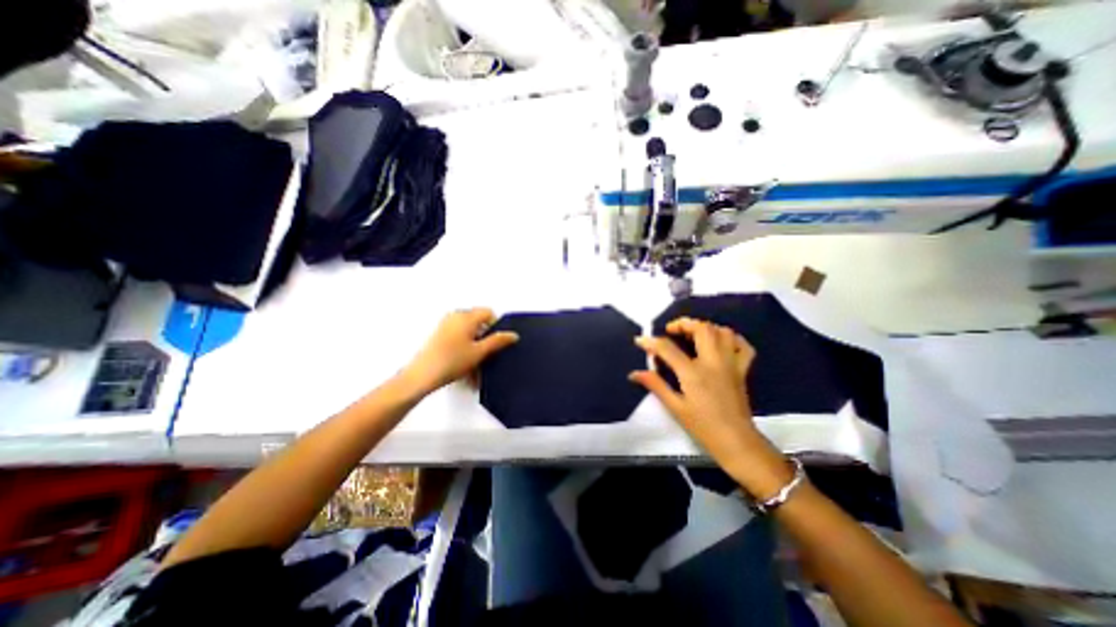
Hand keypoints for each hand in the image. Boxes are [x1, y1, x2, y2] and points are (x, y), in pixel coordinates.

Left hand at [401, 306, 518, 392]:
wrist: (422, 376)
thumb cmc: (451, 361)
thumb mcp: (480, 352)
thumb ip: (498, 341)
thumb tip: (513, 335)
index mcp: (466, 316)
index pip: (488, 313)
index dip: (496, 326)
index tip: (497, 343)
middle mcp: (455, 316)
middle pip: (478, 322)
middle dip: (485, 338)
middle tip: (487, 355)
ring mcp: (445, 325)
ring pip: (469, 332)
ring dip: (475, 346)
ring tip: (476, 365)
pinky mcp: (439, 335)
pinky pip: (459, 338)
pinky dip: (465, 348)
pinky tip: (465, 366)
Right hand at [632, 318, 798, 499]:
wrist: (735, 441)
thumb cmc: (702, 426)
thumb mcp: (675, 407)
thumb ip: (655, 385)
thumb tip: (634, 374)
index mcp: (693, 373)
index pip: (668, 348)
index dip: (651, 341)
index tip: (640, 340)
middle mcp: (713, 362)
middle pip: (702, 329)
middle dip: (683, 324)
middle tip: (671, 331)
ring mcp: (731, 364)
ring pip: (723, 332)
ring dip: (706, 328)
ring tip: (693, 334)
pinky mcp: (742, 370)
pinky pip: (743, 346)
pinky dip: (732, 339)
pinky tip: (720, 343)